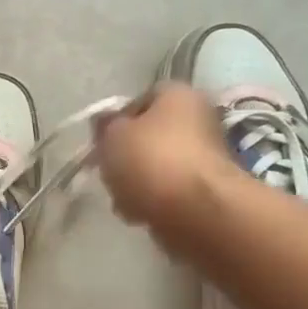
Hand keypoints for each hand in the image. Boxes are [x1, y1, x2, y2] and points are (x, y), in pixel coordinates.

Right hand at [94, 82, 234, 245]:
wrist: (195, 211)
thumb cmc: (150, 160)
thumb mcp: (112, 136)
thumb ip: (104, 126)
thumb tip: (105, 122)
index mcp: (179, 95)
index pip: (141, 99)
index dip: (117, 119)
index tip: (101, 141)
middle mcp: (200, 119)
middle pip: (150, 135)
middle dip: (126, 155)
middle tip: (109, 171)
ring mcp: (206, 156)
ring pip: (157, 166)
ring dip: (136, 181)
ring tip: (121, 198)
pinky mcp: (206, 190)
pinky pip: (168, 191)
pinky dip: (152, 201)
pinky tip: (138, 213)